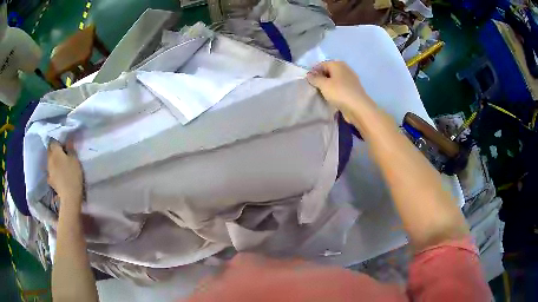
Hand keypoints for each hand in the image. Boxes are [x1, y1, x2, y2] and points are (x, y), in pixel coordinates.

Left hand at [47, 140, 83, 207]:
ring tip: (61, 165)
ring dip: (54, 160)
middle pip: (50, 150)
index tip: (63, 145)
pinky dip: (54, 171)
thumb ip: (70, 149)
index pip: (53, 141)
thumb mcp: (75, 160)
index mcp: (55, 151)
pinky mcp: (50, 180)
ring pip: (49, 161)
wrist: (69, 197)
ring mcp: (48, 170)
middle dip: (54, 150)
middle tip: (61, 153)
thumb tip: (68, 141)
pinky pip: (51, 171)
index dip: (58, 142)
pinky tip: (58, 175)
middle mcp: (49, 159)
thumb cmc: (73, 175)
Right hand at [306, 61, 374, 114]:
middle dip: (321, 77)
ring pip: (335, 79)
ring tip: (321, 92)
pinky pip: (340, 87)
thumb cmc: (339, 93)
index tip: (307, 80)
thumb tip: (309, 74)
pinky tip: (331, 97)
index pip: (321, 64)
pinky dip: (335, 90)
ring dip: (328, 85)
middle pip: (329, 71)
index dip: (313, 71)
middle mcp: (345, 69)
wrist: (358, 108)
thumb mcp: (323, 84)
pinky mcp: (352, 89)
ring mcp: (350, 79)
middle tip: (313, 86)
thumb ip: (315, 78)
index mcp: (337, 64)